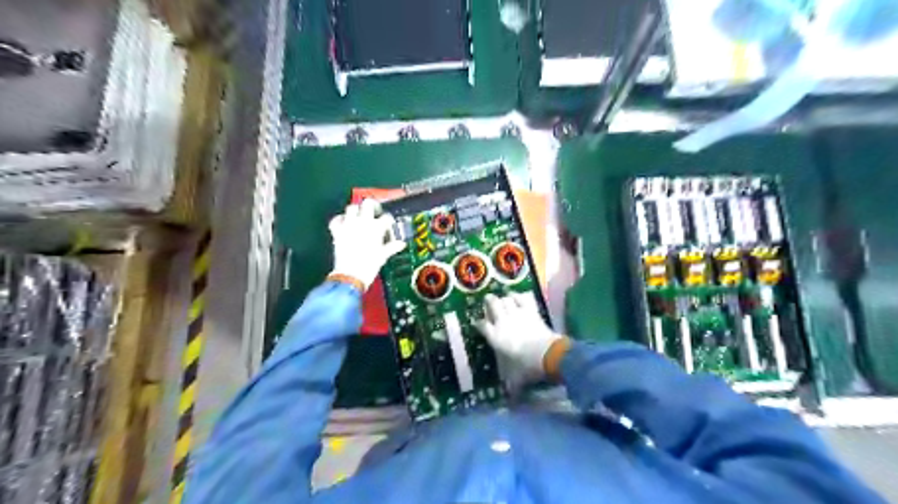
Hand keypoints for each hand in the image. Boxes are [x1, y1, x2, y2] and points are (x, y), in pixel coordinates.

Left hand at [328, 197, 405, 289]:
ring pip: (351, 208)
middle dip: (372, 206)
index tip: (388, 225)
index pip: (386, 217)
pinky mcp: (337, 231)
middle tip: (374, 212)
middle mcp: (363, 222)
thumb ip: (392, 247)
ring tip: (359, 217)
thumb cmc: (370, 265)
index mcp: (376, 227)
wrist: (350, 275)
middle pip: (367, 203)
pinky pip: (336, 219)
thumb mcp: (383, 256)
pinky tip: (344, 224)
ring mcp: (348, 225)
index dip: (389, 220)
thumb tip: (401, 243)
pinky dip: (340, 220)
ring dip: (356, 211)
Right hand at [473, 293, 561, 388]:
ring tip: (503, 298)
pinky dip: (518, 297)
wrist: (546, 354)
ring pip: (506, 300)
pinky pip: (521, 299)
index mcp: (495, 337)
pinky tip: (516, 296)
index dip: (479, 323)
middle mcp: (502, 322)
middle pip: (493, 305)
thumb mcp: (516, 379)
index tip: (477, 322)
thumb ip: (512, 388)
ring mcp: (516, 314)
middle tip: (488, 300)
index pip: (482, 326)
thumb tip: (511, 403)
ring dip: (503, 299)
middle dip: (489, 302)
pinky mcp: (530, 311)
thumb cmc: (526, 366)